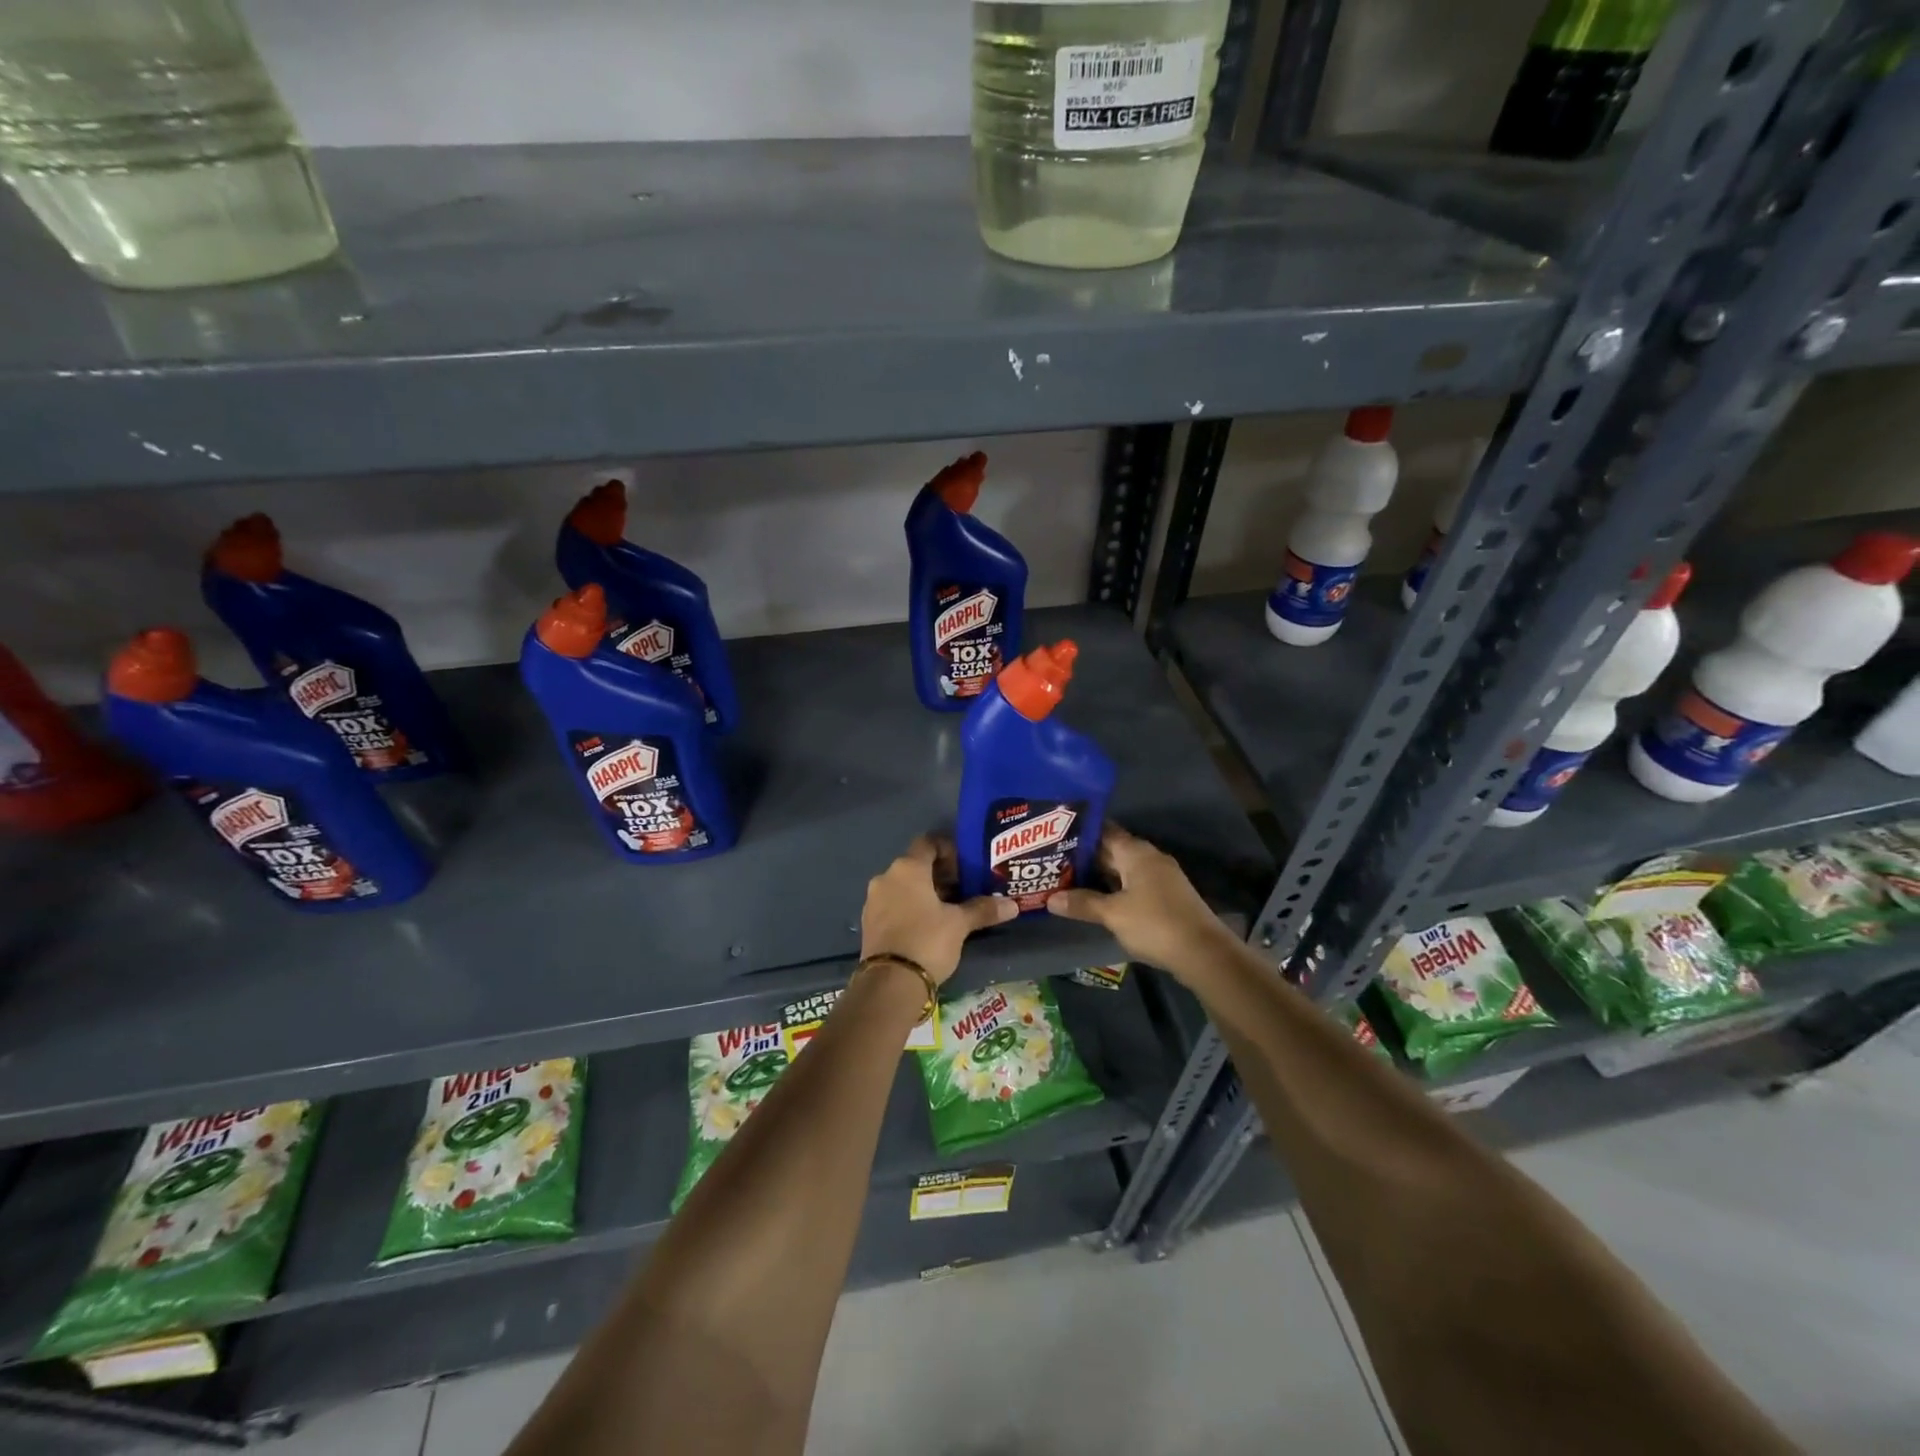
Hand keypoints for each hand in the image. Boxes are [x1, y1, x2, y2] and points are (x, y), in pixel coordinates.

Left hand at [861, 836, 1015, 985]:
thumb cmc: (927, 940)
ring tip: (948, 910)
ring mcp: (873, 901)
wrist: (889, 983)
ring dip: (924, 893)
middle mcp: (886, 877)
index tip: (965, 866)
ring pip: (903, 886)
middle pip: (915, 865)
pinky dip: (909, 908)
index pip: (928, 843)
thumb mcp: (959, 924)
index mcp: (908, 868)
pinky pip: (893, 905)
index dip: (948, 850)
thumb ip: (983, 910)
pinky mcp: (868, 923)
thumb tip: (1013, 905)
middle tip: (962, 890)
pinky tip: (927, 926)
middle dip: (939, 875)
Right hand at [1047, 824, 1234, 977]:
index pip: (1103, 831)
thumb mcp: (1113, 914)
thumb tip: (1050, 899)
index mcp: (1136, 852)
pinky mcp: (1166, 897)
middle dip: (1084, 857)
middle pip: (1112, 851)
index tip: (1054, 836)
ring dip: (1098, 876)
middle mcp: (1149, 858)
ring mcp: (1160, 877)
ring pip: (1122, 870)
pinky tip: (1095, 900)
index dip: (1079, 834)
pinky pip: (1132, 885)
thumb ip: (1082, 904)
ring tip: (1066, 880)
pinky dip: (1113, 889)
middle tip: (1052, 862)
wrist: (1204, 953)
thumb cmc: (1155, 924)